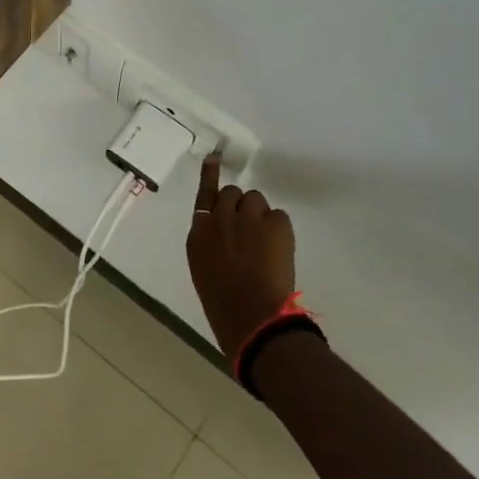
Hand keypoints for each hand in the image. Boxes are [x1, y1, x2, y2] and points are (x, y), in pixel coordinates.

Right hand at [186, 155, 296, 356]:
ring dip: (260, 215)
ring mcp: (248, 218)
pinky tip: (280, 249)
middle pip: (232, 193)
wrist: (254, 319)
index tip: (214, 159)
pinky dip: (280, 230)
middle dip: (240, 207)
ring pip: (256, 200)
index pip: (204, 196)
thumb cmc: (224, 306)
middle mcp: (220, 218)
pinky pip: (278, 215)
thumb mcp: (205, 270)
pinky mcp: (275, 224)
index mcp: (199, 234)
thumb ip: (211, 244)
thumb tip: (225, 234)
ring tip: (266, 242)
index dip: (210, 176)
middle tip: (250, 230)